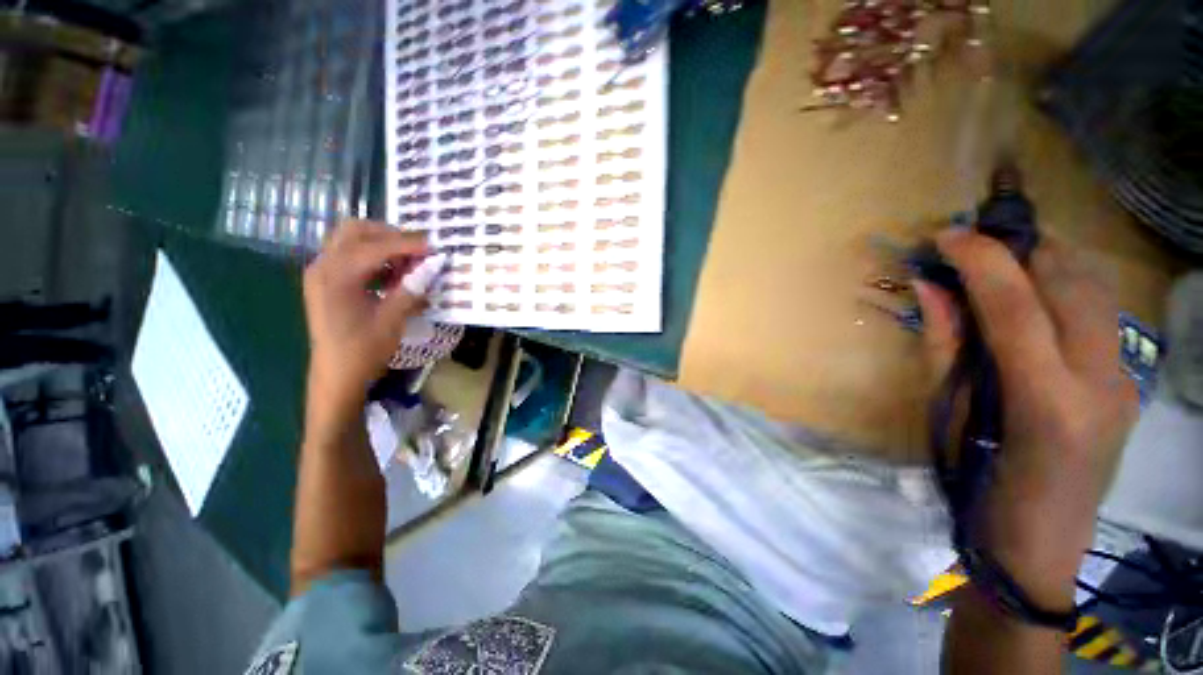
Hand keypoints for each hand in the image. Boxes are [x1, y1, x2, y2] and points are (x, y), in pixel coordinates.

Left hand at [303, 220, 428, 405]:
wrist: (336, 375)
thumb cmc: (363, 350)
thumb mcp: (392, 320)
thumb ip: (411, 289)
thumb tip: (433, 266)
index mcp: (336, 277)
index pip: (375, 247)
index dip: (407, 244)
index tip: (434, 246)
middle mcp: (323, 266)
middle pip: (356, 231)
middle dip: (390, 235)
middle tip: (418, 251)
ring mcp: (322, 272)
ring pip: (352, 240)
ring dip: (382, 245)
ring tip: (409, 264)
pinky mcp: (326, 281)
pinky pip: (350, 255)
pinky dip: (374, 257)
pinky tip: (393, 275)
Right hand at [915, 230, 1138, 607]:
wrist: (1039, 542)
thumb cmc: (979, 484)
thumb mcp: (949, 414)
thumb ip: (944, 344)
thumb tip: (929, 288)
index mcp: (1045, 400)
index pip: (1015, 305)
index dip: (980, 260)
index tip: (946, 235)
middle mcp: (1099, 381)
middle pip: (1071, 283)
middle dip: (1021, 246)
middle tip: (974, 241)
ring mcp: (1124, 379)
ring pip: (1095, 288)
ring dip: (1046, 260)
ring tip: (1001, 258)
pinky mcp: (1128, 379)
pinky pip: (1100, 311)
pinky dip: (1065, 286)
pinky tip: (1033, 294)